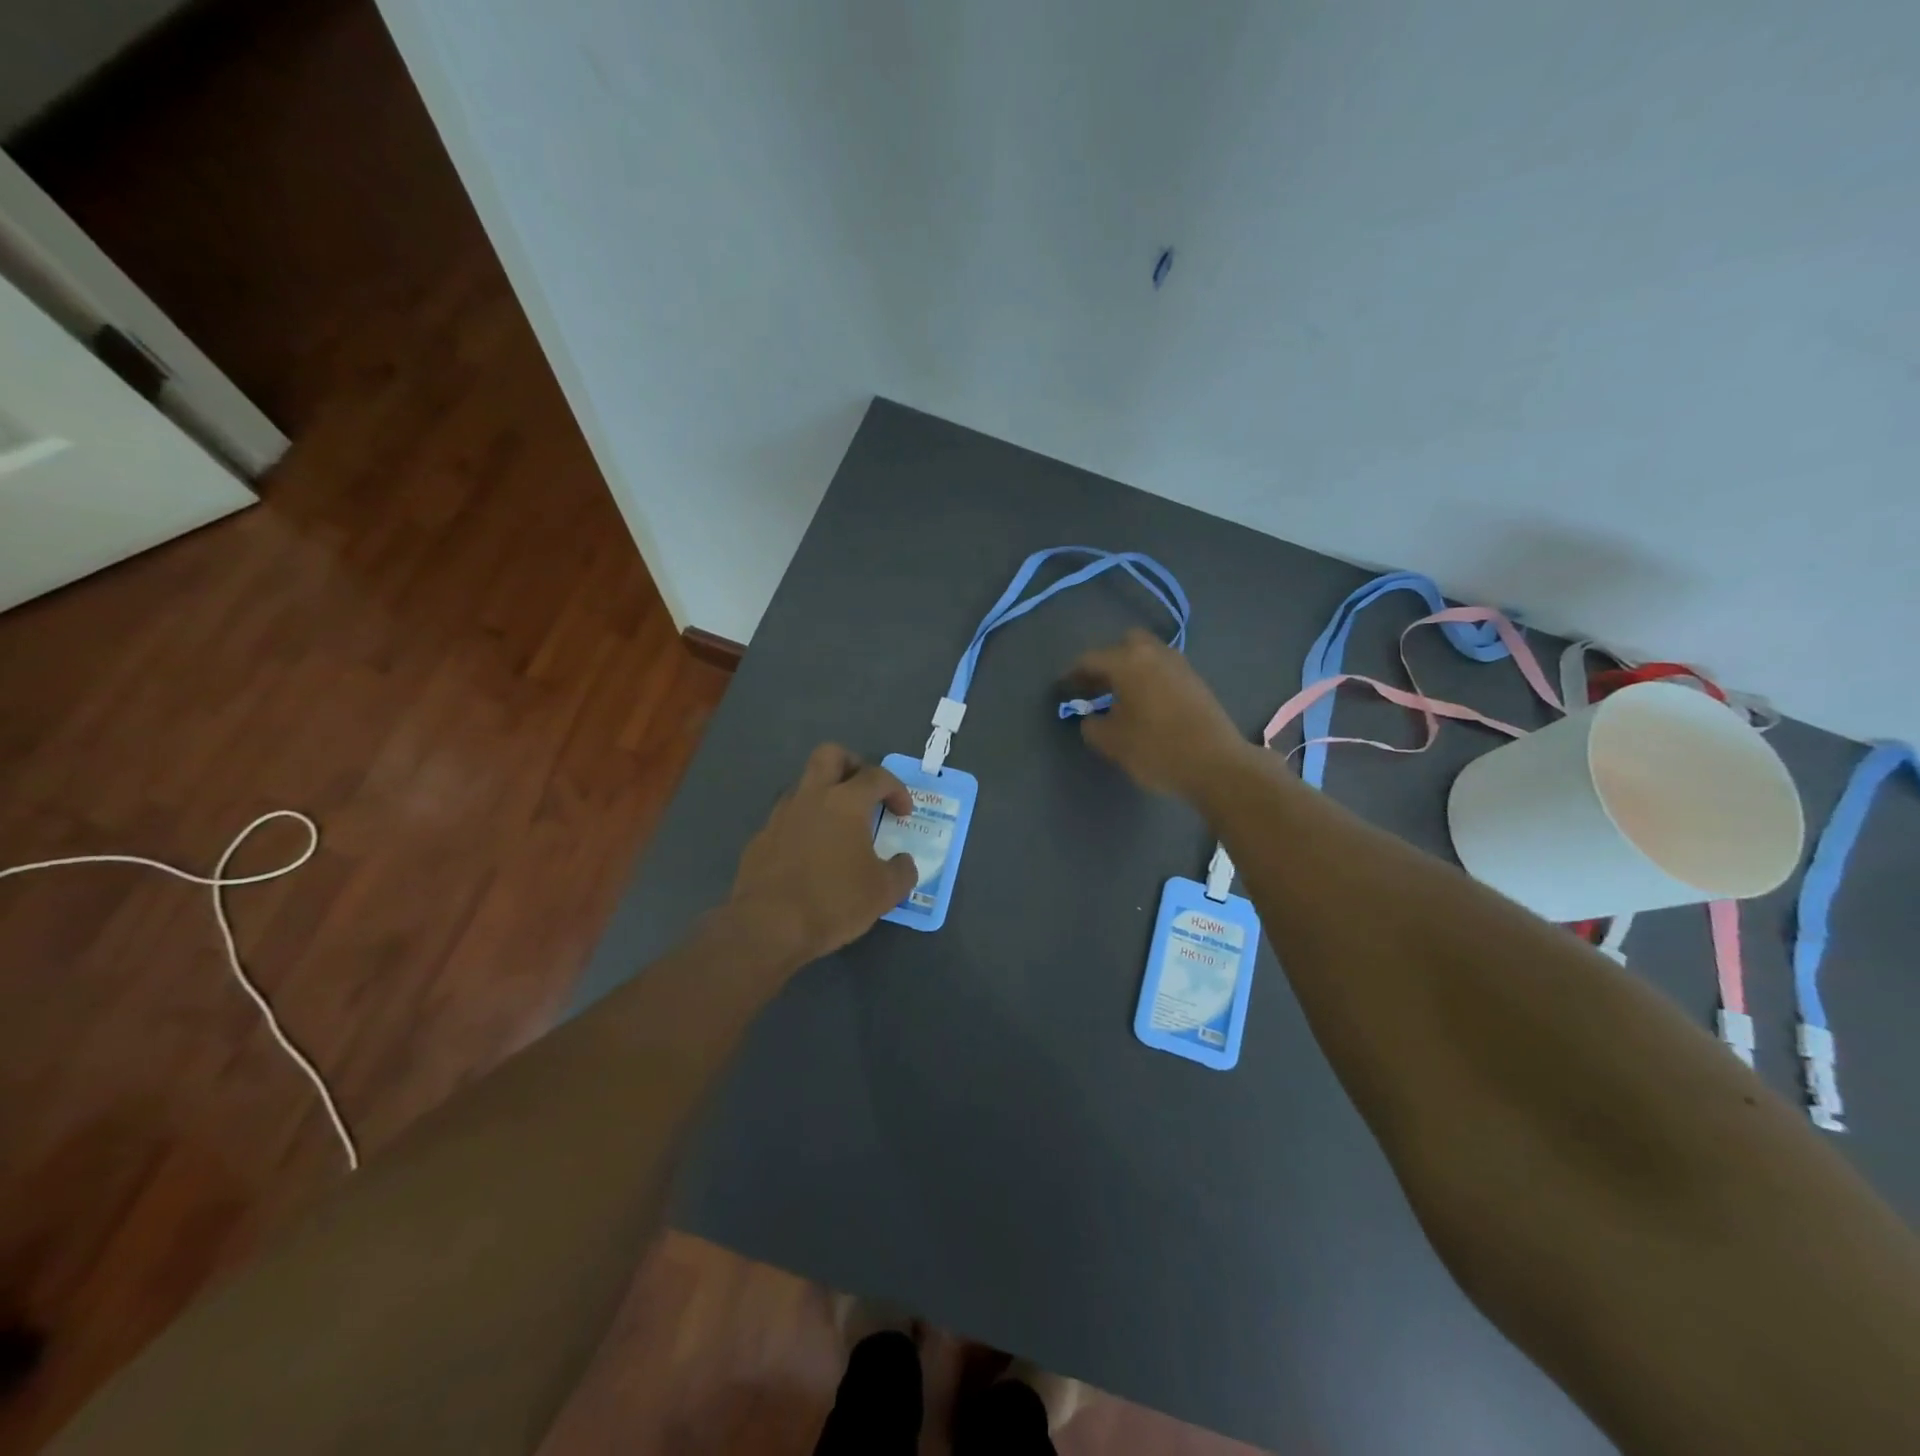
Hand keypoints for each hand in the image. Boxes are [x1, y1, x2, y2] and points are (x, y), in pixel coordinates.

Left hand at [726, 744, 917, 968]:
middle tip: (865, 791)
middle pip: (830, 755)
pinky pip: (787, 818)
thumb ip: (902, 871)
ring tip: (839, 827)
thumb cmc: (833, 902)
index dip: (896, 790)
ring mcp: (780, 816)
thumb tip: (904, 863)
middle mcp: (810, 798)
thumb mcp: (884, 893)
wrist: (767, 928)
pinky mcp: (760, 839)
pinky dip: (804, 825)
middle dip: (852, 764)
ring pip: (804, 785)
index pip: (876, 776)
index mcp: (845, 802)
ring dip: (825, 795)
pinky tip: (811, 855)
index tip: (903, 814)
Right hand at [1067, 630, 1250, 799]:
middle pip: (1125, 644)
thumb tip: (1091, 717)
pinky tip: (1145, 705)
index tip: (1063, 689)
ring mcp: (1180, 665)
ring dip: (1132, 669)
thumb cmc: (1156, 748)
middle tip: (1096, 687)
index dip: (1072, 674)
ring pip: (1148, 655)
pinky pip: (1164, 670)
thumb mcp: (1112, 742)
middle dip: (1108, 661)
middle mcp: (1154, 654)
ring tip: (1120, 697)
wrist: (1216, 764)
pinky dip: (1150, 679)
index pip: (1091, 659)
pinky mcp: (1196, 682)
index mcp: (1128, 662)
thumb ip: (1093, 725)